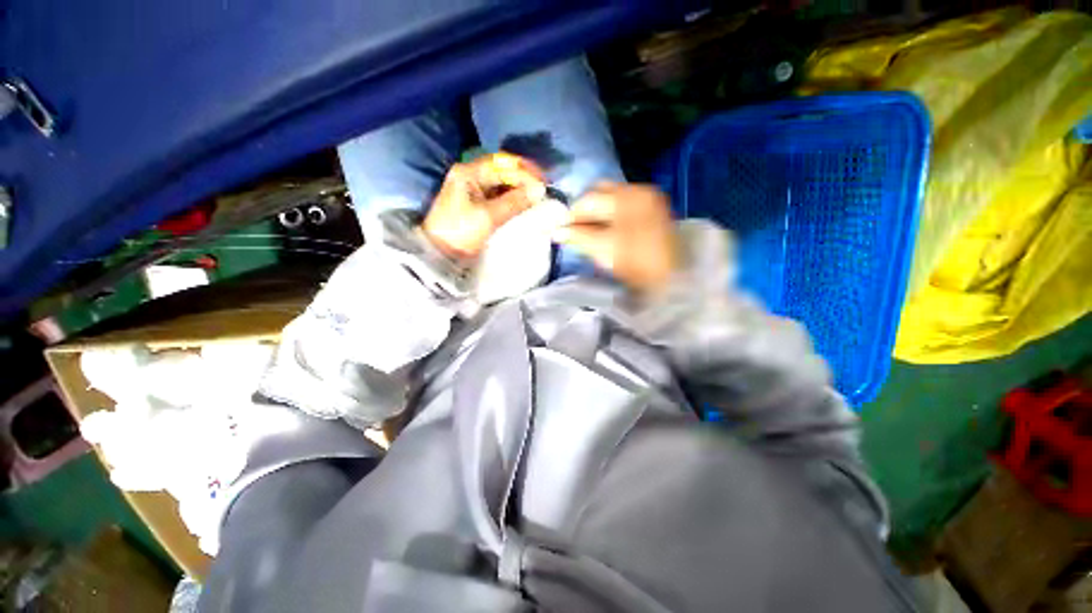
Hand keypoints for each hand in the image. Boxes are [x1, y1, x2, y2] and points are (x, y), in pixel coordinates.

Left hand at [422, 153, 545, 258]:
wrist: (440, 254)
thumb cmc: (461, 232)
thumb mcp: (488, 217)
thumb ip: (514, 202)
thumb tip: (539, 190)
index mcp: (468, 172)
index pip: (502, 164)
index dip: (524, 171)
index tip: (543, 184)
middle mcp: (470, 175)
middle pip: (503, 171)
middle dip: (524, 179)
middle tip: (542, 191)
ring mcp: (473, 190)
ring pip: (502, 184)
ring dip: (519, 190)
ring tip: (536, 198)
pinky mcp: (476, 204)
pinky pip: (499, 196)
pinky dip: (512, 199)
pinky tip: (524, 205)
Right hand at [553, 182, 677, 292]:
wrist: (672, 279)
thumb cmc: (636, 264)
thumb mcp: (603, 250)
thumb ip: (578, 237)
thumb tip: (557, 231)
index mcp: (628, 197)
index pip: (589, 199)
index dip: (572, 214)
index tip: (561, 228)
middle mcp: (640, 190)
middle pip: (601, 191)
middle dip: (585, 208)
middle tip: (575, 227)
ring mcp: (649, 198)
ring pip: (612, 197)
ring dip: (597, 211)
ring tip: (589, 230)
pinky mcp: (654, 208)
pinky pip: (625, 204)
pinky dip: (611, 213)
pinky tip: (606, 229)